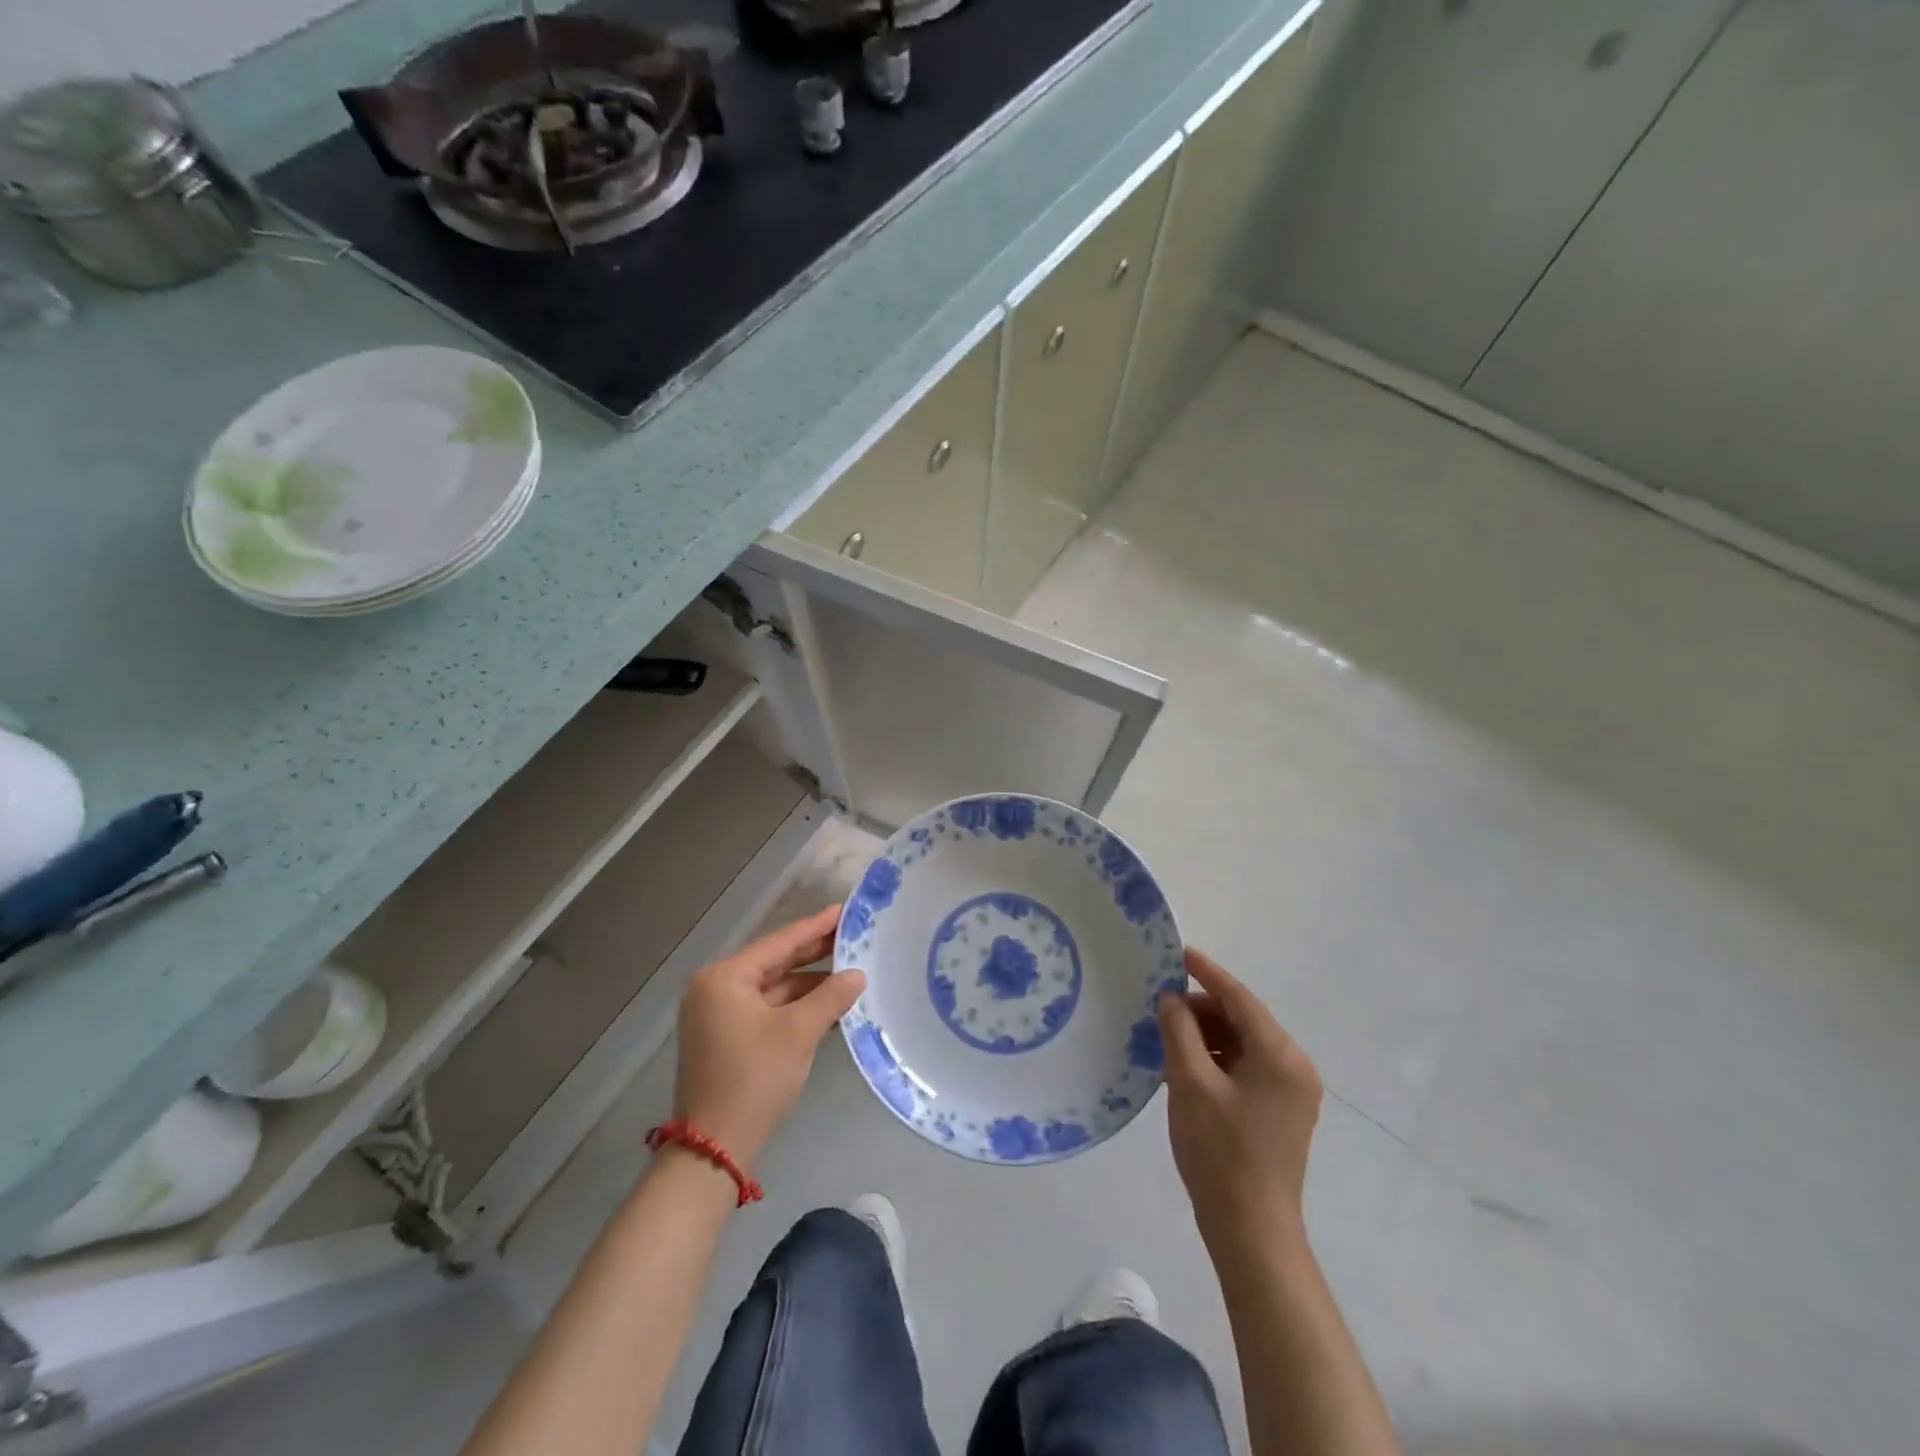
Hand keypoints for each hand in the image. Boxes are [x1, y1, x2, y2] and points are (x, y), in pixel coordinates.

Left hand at [673, 906, 866, 1169]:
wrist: (714, 1150)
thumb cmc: (754, 1078)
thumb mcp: (798, 1033)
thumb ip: (830, 997)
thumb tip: (857, 975)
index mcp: (724, 978)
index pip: (779, 943)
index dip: (816, 927)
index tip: (845, 910)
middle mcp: (716, 989)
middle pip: (775, 963)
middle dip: (814, 954)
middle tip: (853, 936)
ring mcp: (719, 1016)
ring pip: (773, 989)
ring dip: (810, 985)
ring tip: (851, 972)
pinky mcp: (727, 1040)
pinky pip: (768, 1011)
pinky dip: (797, 1008)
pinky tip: (830, 1005)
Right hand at [1158, 947, 1323, 1255]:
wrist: (1251, 1230)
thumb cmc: (1220, 1151)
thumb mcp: (1189, 1083)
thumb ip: (1178, 1031)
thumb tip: (1171, 999)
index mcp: (1279, 1055)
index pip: (1239, 998)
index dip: (1206, 972)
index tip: (1178, 952)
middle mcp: (1294, 1066)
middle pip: (1243, 1019)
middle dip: (1202, 1009)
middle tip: (1161, 1009)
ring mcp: (1291, 1091)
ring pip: (1243, 1043)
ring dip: (1207, 1035)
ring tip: (1168, 1038)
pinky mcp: (1281, 1111)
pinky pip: (1246, 1067)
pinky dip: (1217, 1059)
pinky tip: (1186, 1065)